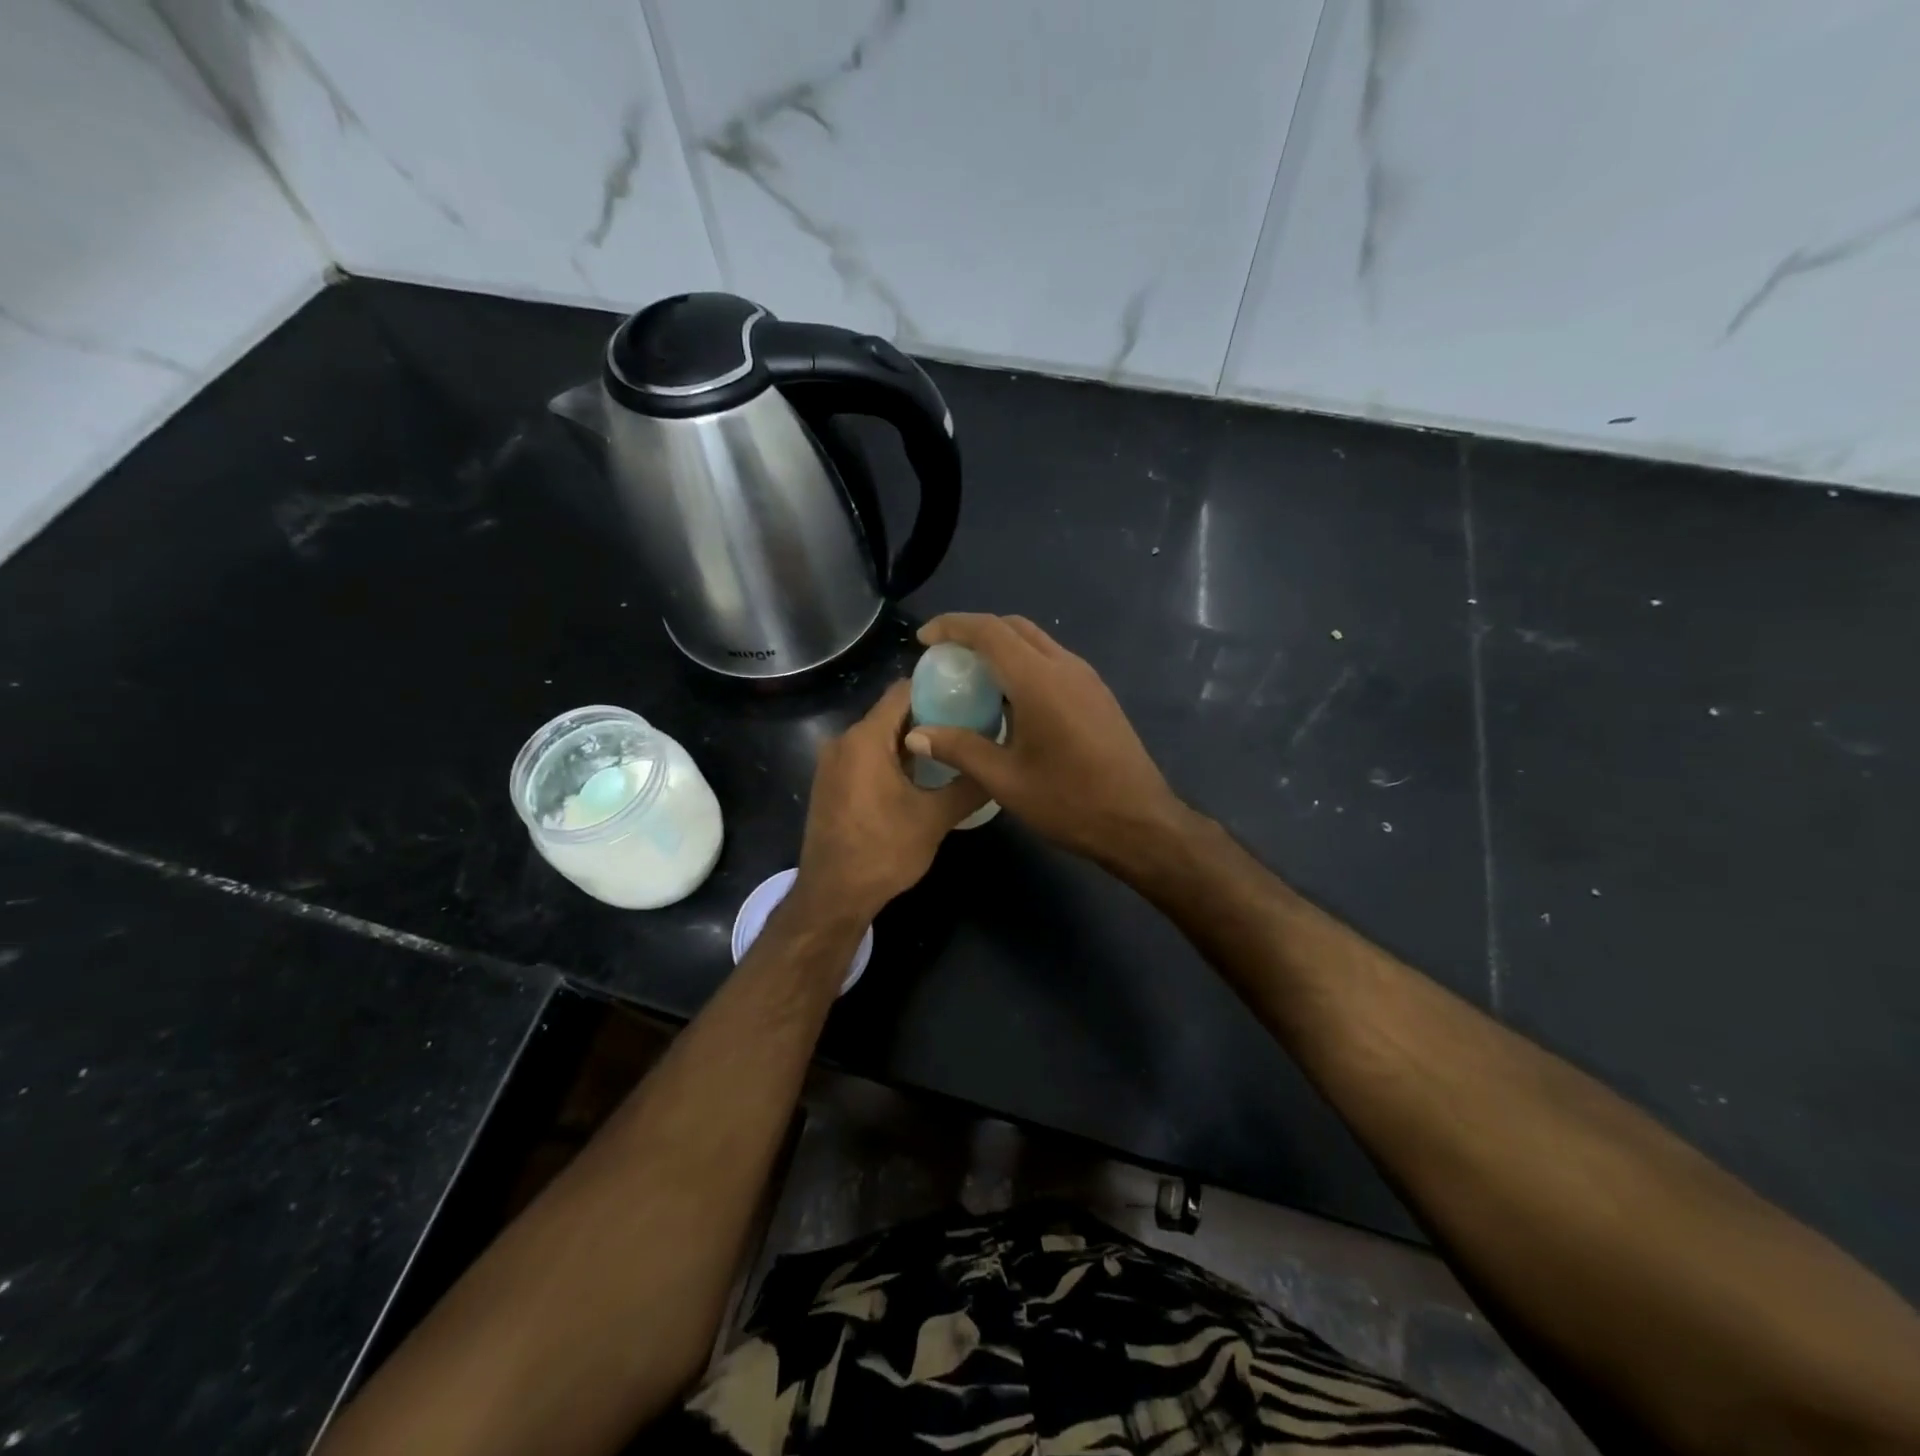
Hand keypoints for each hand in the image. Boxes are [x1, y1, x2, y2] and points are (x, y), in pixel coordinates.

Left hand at [791, 679, 986, 924]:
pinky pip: (866, 756)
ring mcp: (832, 764)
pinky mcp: (831, 784)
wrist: (832, 897)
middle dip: (930, 715)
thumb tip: (999, 765)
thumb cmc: (882, 852)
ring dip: (912, 740)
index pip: (903, 691)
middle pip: (891, 712)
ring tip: (952, 749)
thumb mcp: (935, 819)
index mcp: (865, 739)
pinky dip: (893, 758)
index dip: (937, 687)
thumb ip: (969, 785)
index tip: (970, 693)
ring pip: (879, 736)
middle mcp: (843, 741)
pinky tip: (922, 776)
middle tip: (969, 724)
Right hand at [903, 613, 1190, 866]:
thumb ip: (959, 749)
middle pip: (1015, 627)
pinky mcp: (1098, 695)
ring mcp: (1087, 679)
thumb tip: (916, 734)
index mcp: (1039, 680)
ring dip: (1002, 647)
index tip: (924, 639)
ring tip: (972, 676)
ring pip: (1037, 642)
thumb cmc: (1070, 802)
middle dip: (976, 631)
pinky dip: (1023, 664)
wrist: (1140, 822)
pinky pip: (1053, 662)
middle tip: (945, 656)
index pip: (989, 631)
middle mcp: (1065, 667)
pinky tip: (1010, 700)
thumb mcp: (1006, 780)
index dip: (952, 626)